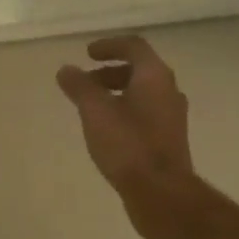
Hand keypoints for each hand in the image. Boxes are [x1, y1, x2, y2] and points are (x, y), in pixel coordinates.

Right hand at [57, 36, 196, 237]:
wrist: (161, 193)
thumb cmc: (128, 144)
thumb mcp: (95, 110)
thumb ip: (79, 86)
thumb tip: (66, 70)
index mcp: (155, 76)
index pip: (134, 46)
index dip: (109, 45)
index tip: (87, 54)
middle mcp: (168, 91)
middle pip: (139, 70)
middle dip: (110, 72)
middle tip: (85, 82)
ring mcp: (171, 118)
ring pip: (142, 94)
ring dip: (116, 93)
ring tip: (91, 108)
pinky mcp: (169, 140)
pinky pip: (145, 114)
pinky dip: (124, 112)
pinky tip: (106, 131)